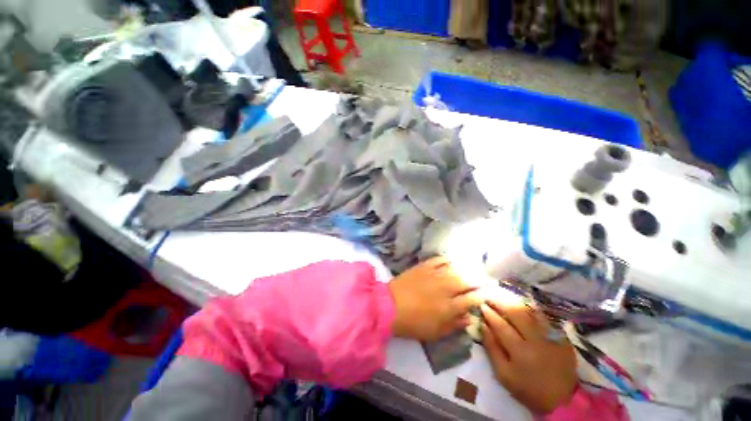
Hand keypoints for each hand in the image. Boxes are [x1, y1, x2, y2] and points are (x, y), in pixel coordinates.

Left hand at [389, 257, 480, 340]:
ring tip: (467, 271)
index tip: (483, 296)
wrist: (389, 306)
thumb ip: (454, 324)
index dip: (480, 297)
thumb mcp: (435, 332)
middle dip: (476, 282)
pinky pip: (439, 259)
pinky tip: (449, 263)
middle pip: (467, 281)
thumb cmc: (413, 323)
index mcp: (450, 306)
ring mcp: (434, 275)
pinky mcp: (424, 266)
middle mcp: (446, 288)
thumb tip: (469, 317)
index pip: (472, 299)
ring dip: (464, 270)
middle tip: (479, 282)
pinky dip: (446, 260)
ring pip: (455, 269)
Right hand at [481, 301, 577, 413]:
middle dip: (500, 304)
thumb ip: (492, 349)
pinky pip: (544, 318)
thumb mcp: (503, 374)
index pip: (501, 326)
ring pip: (530, 312)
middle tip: (490, 298)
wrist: (562, 399)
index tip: (481, 306)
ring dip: (515, 304)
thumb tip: (483, 326)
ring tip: (504, 299)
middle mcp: (536, 340)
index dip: (489, 314)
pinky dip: (531, 310)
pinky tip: (524, 306)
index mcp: (520, 351)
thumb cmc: (527, 388)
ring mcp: (551, 337)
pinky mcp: (561, 337)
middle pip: (516, 314)